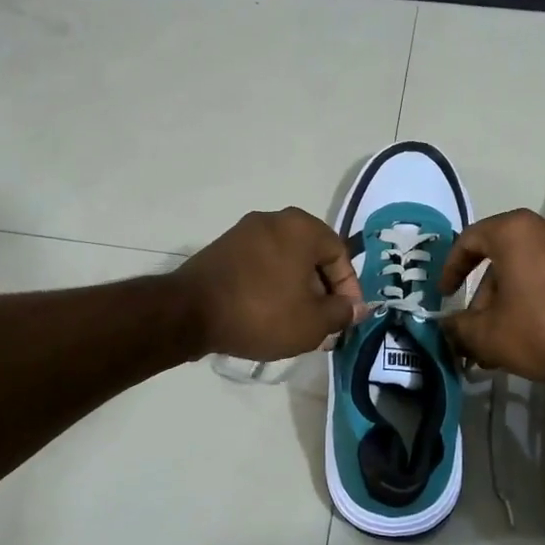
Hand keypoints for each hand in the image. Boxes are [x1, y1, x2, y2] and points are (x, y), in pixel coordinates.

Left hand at [172, 208, 370, 361]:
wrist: (189, 313)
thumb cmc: (262, 313)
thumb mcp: (313, 322)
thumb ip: (341, 313)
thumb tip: (356, 308)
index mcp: (302, 227)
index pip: (340, 255)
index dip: (349, 290)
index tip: (346, 319)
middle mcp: (275, 219)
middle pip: (311, 256)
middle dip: (322, 292)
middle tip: (324, 324)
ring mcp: (244, 232)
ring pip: (286, 262)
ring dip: (297, 291)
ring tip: (297, 324)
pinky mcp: (223, 248)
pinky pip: (261, 266)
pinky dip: (271, 287)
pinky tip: (269, 315)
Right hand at [438, 209, 544, 379]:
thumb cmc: (540, 326)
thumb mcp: (488, 334)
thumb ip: (458, 327)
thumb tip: (447, 327)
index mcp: (513, 231)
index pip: (468, 241)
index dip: (451, 269)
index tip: (445, 296)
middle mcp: (543, 227)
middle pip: (498, 260)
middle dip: (483, 298)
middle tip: (476, 331)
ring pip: (524, 271)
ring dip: (507, 302)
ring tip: (500, 342)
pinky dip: (532, 298)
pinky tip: (529, 333)